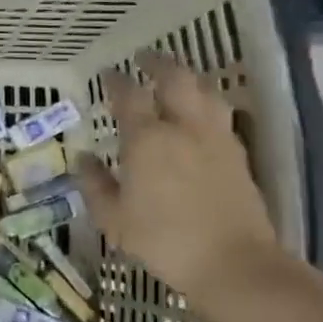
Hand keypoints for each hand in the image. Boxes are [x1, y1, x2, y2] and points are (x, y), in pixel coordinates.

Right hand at [73, 51, 282, 302]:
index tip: (107, 73)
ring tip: (176, 77)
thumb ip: (95, 184)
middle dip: (158, 63)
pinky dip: (206, 102)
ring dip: (188, 77)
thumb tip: (84, 159)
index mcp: (148, 139)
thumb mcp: (114, 218)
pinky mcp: (238, 155)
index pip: (129, 96)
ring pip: (205, 91)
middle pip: (176, 79)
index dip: (116, 80)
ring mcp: (216, 139)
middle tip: (145, 57)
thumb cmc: (164, 241)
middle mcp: (184, 128)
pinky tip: (199, 113)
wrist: (234, 264)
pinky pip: (221, 114)